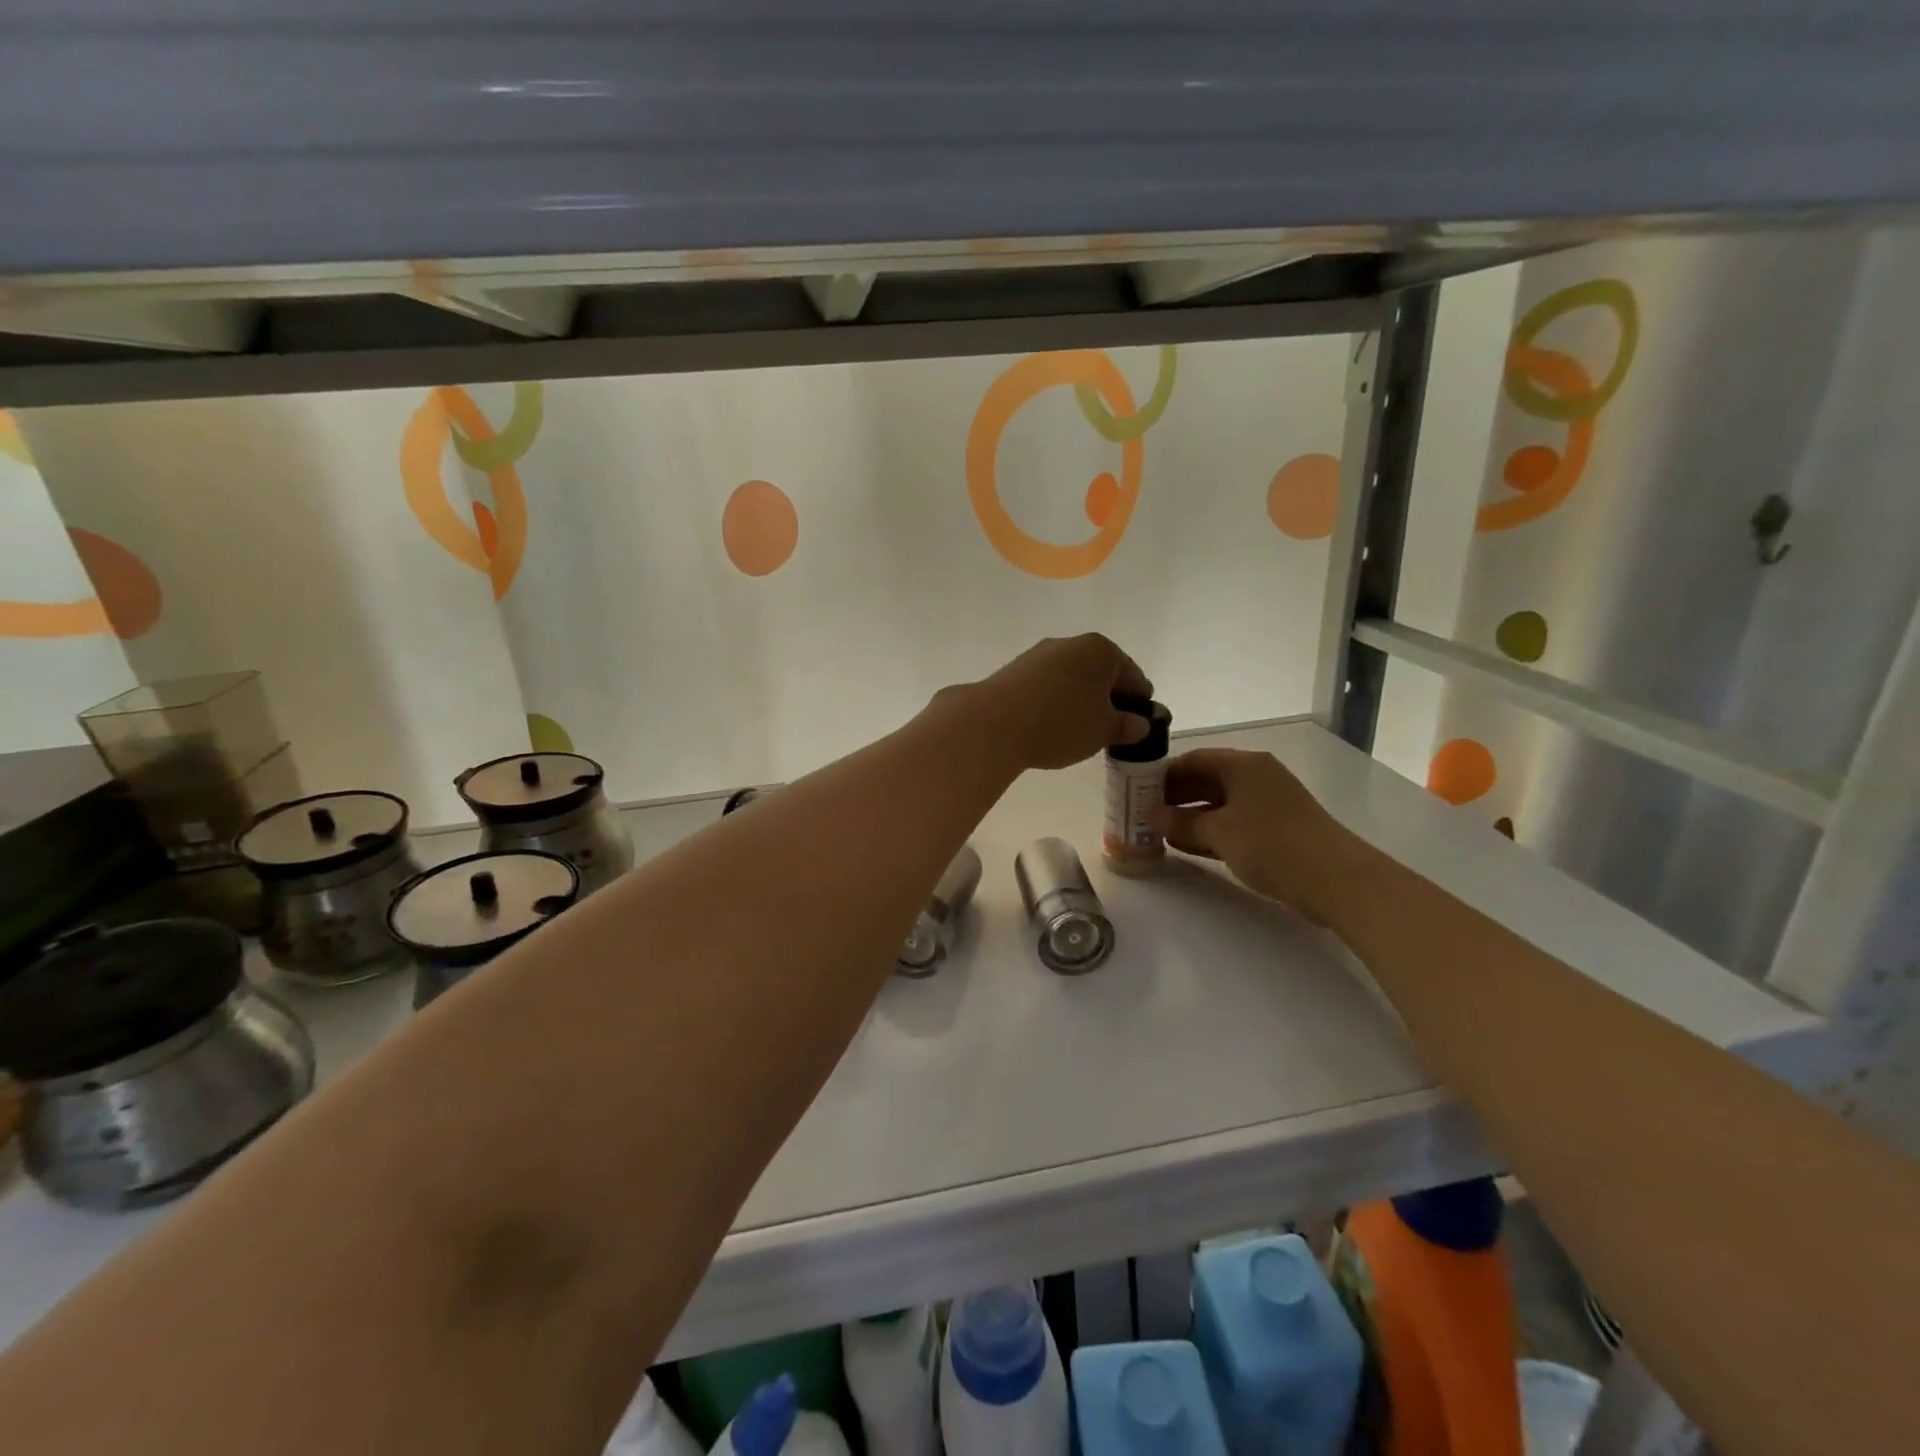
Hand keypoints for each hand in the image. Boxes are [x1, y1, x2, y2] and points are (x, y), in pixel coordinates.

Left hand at [971, 634, 1152, 771]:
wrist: (993, 724)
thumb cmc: (1061, 724)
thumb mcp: (1104, 731)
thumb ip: (1127, 726)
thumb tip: (1138, 724)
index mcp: (1102, 650)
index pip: (1134, 677)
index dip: (1139, 703)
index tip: (1137, 727)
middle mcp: (1071, 643)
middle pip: (1101, 674)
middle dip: (1108, 700)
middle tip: (1109, 731)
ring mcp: (1039, 654)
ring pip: (1072, 679)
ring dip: (1080, 701)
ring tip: (1078, 732)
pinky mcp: (1014, 670)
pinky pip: (1047, 686)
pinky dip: (1055, 702)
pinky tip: (1050, 725)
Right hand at [1150, 748, 1373, 923]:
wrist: (1337, 880)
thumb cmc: (1273, 845)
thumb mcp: (1220, 833)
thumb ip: (1182, 822)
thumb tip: (1152, 815)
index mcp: (1243, 765)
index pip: (1193, 759)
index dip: (1162, 774)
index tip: (1136, 792)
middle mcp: (1255, 777)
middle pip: (1205, 779)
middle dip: (1174, 796)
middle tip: (1143, 814)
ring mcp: (1267, 803)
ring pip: (1218, 803)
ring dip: (1190, 816)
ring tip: (1158, 832)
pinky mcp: (1275, 828)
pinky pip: (1233, 821)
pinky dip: (1210, 830)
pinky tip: (1186, 845)